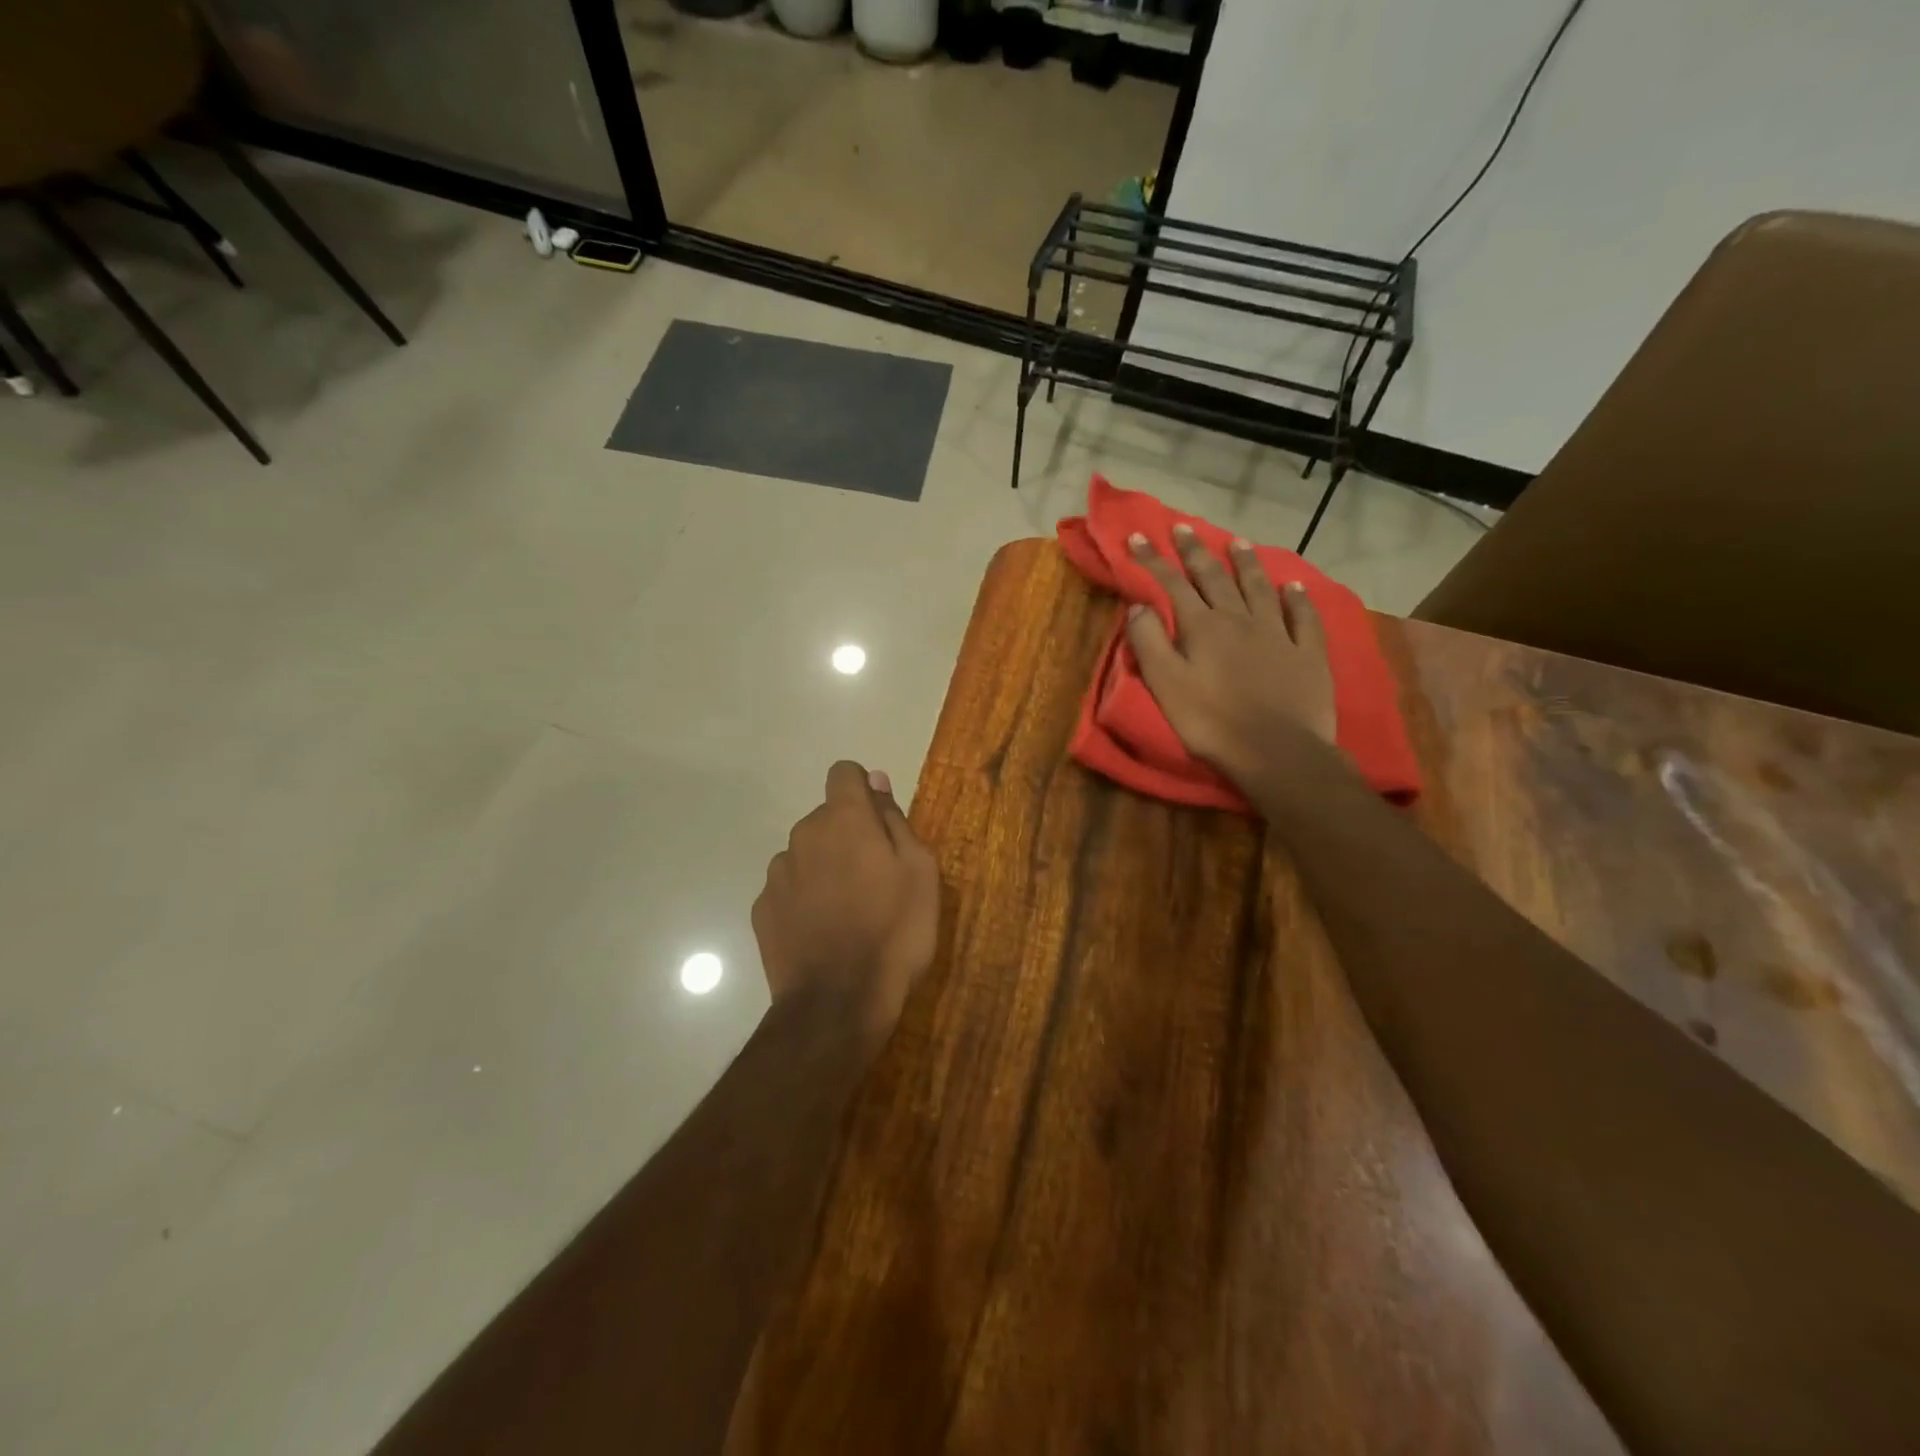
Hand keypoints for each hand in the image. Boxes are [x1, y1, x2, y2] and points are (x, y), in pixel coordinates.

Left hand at [753, 761, 940, 1052]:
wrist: (838, 1003)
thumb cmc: (894, 932)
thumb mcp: (920, 872)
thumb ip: (894, 820)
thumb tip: (875, 781)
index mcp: (845, 820)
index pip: (844, 773)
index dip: (862, 791)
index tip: (879, 823)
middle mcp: (804, 835)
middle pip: (826, 817)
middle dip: (848, 835)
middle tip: (875, 880)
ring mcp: (778, 873)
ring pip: (806, 853)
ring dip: (824, 867)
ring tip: (848, 912)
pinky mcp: (762, 908)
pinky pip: (789, 888)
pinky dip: (804, 898)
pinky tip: (822, 932)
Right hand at [1124, 525, 1337, 792]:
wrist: (1276, 751)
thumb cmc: (1211, 722)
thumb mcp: (1165, 685)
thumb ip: (1149, 643)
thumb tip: (1139, 606)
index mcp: (1202, 627)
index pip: (1173, 584)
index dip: (1153, 560)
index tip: (1138, 536)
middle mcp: (1240, 619)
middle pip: (1215, 577)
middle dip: (1196, 551)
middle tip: (1184, 528)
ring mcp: (1278, 633)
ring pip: (1260, 588)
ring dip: (1246, 563)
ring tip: (1237, 542)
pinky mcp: (1308, 653)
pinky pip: (1303, 616)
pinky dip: (1297, 598)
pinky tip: (1294, 586)